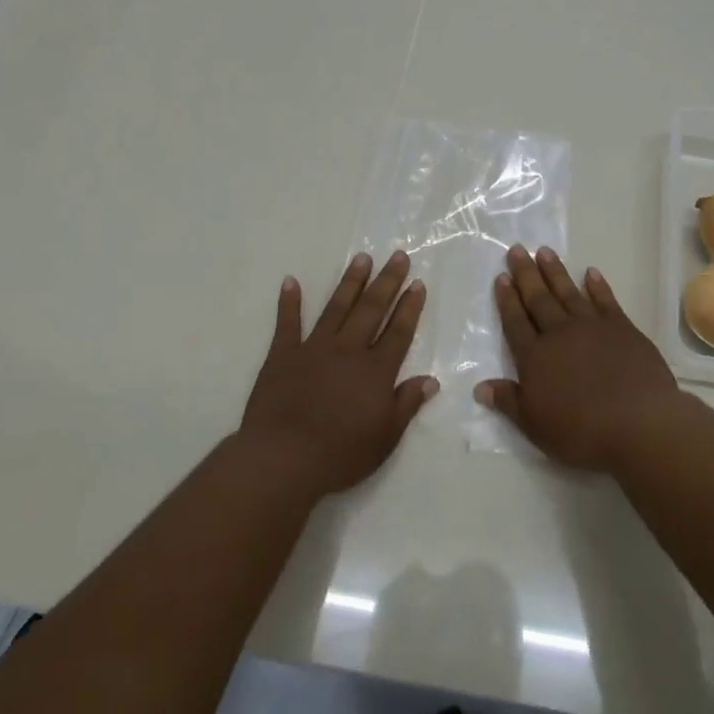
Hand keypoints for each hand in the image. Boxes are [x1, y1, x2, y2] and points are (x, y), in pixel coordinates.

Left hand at [238, 252, 437, 496]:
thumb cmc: (340, 454)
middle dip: (387, 281)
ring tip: (362, 258)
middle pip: (372, 310)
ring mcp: (314, 349)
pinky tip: (291, 281)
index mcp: (375, 371)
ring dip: (350, 282)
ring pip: (337, 308)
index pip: (398, 332)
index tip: (417, 283)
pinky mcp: (283, 355)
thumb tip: (431, 379)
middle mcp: (348, 351)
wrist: (284, 458)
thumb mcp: (386, 437)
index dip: (409, 307)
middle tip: (397, 255)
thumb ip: (407, 404)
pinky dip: (289, 302)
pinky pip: (287, 323)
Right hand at [474, 245, 685, 473]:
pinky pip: (605, 300)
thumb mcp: (535, 425)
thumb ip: (508, 402)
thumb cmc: (581, 430)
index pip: (515, 322)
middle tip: (517, 249)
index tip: (502, 277)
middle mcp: (559, 334)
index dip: (507, 300)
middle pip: (538, 299)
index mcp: (535, 357)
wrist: (638, 422)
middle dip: (526, 274)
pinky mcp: (622, 328)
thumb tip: (480, 387)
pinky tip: (591, 273)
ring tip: (544, 251)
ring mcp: (592, 327)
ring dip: (555, 271)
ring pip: (568, 293)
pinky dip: (597, 286)